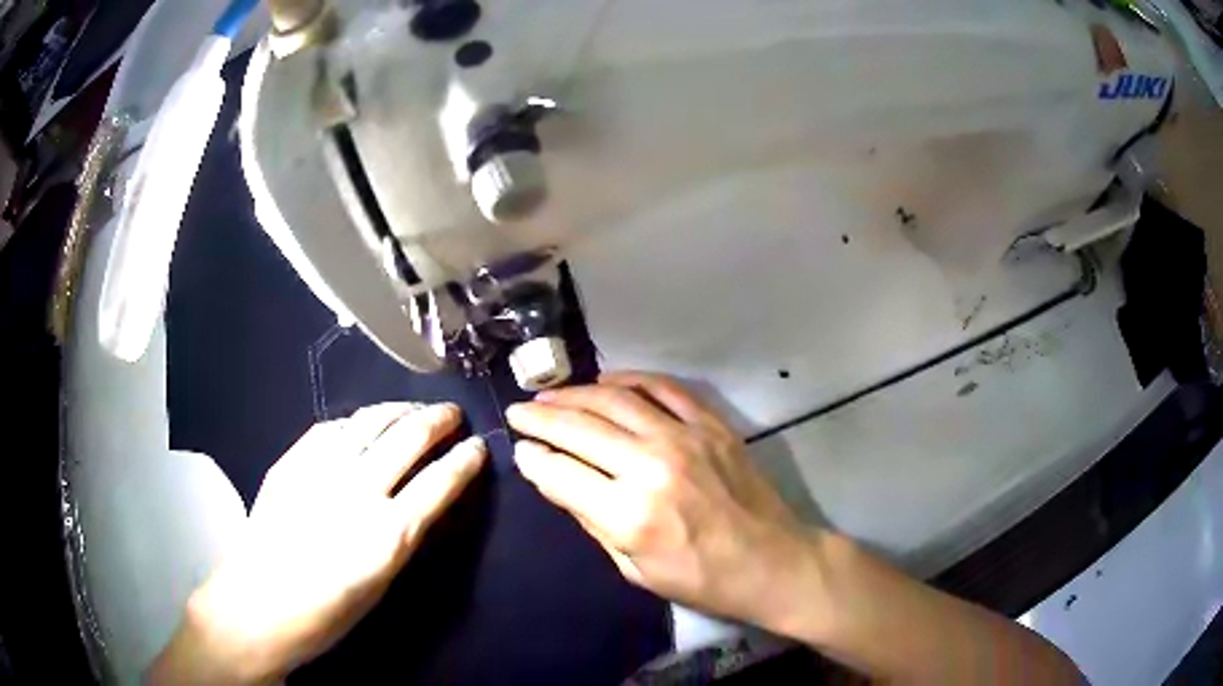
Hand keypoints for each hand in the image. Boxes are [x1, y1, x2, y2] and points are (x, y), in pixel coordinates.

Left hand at [152, 403, 486, 683]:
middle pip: (407, 439)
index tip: (479, 447)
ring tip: (412, 408)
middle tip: (452, 414)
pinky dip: (354, 421)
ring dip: (397, 410)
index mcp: (388, 534)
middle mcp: (358, 492)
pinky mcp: (291, 462)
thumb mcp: (381, 584)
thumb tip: (422, 503)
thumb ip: (403, 536)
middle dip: (437, 421)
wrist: (257, 605)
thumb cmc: (327, 613)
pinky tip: (362, 422)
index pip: (440, 483)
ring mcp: (320, 471)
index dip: (465, 461)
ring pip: (368, 422)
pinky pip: (329, 428)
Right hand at [507, 372, 816, 630]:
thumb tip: (555, 479)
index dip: (532, 459)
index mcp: (629, 515)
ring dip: (574, 394)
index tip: (519, 450)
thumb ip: (591, 520)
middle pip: (580, 428)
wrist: (773, 562)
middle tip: (518, 412)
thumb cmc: (702, 580)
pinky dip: (629, 379)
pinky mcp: (710, 424)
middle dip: (540, 418)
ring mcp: (685, 438)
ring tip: (549, 395)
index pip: (561, 473)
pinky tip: (606, 381)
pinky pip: (662, 388)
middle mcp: (651, 467)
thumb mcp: (634, 570)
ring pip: (615, 400)